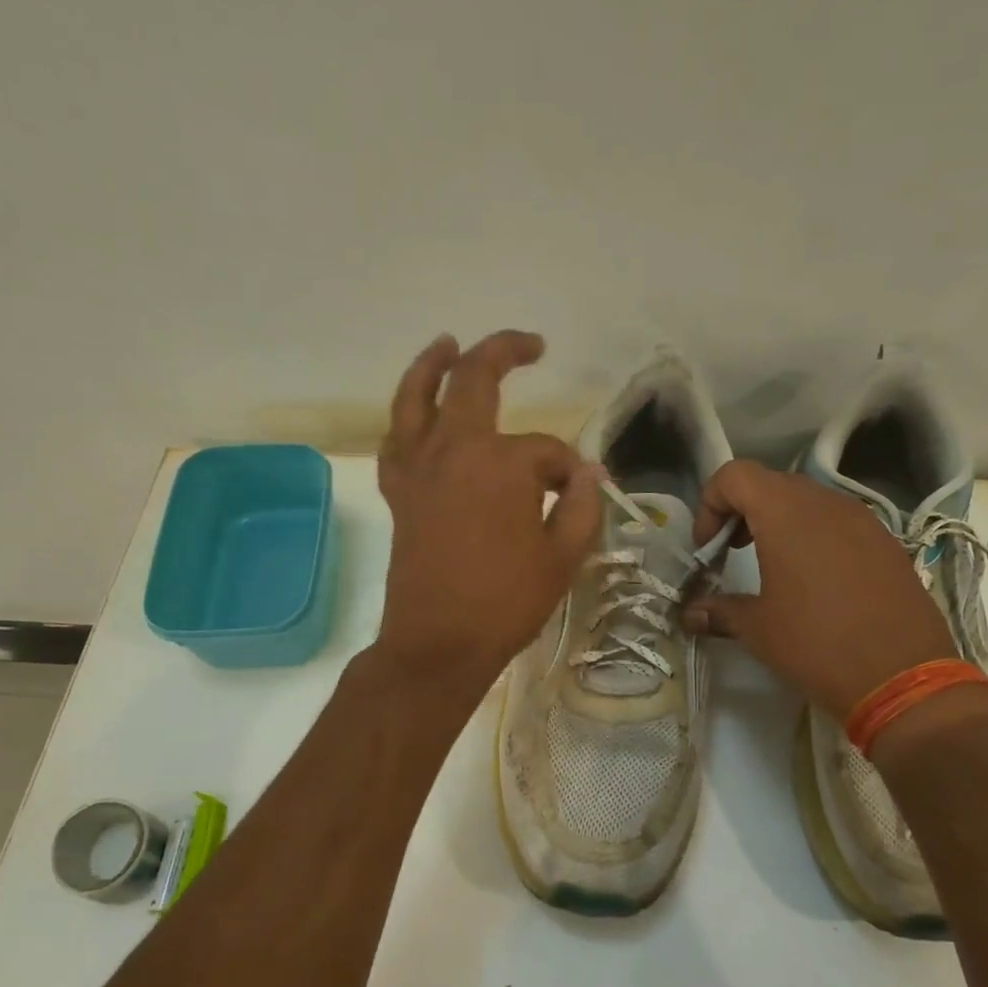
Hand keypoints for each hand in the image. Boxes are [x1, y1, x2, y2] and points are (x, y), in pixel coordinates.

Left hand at [374, 331, 600, 699]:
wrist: (439, 643)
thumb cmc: (506, 602)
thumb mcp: (563, 558)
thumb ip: (582, 507)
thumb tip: (590, 474)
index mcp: (503, 464)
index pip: (548, 452)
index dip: (571, 473)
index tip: (580, 497)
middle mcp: (455, 449)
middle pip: (474, 380)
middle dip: (504, 353)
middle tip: (530, 345)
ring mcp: (420, 467)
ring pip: (417, 396)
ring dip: (433, 364)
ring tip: (447, 343)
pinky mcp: (399, 491)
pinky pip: (396, 439)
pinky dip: (406, 418)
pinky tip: (417, 414)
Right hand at [683, 459, 958, 719]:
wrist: (903, 676)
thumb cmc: (816, 644)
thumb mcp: (758, 628)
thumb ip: (719, 611)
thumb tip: (691, 614)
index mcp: (785, 512)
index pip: (734, 476)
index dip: (710, 505)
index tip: (708, 549)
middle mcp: (825, 502)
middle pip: (770, 484)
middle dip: (742, 513)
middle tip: (732, 554)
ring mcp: (862, 519)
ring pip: (808, 501)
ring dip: (779, 523)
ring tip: (772, 566)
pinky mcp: (887, 541)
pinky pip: (839, 523)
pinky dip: (815, 537)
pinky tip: (816, 581)